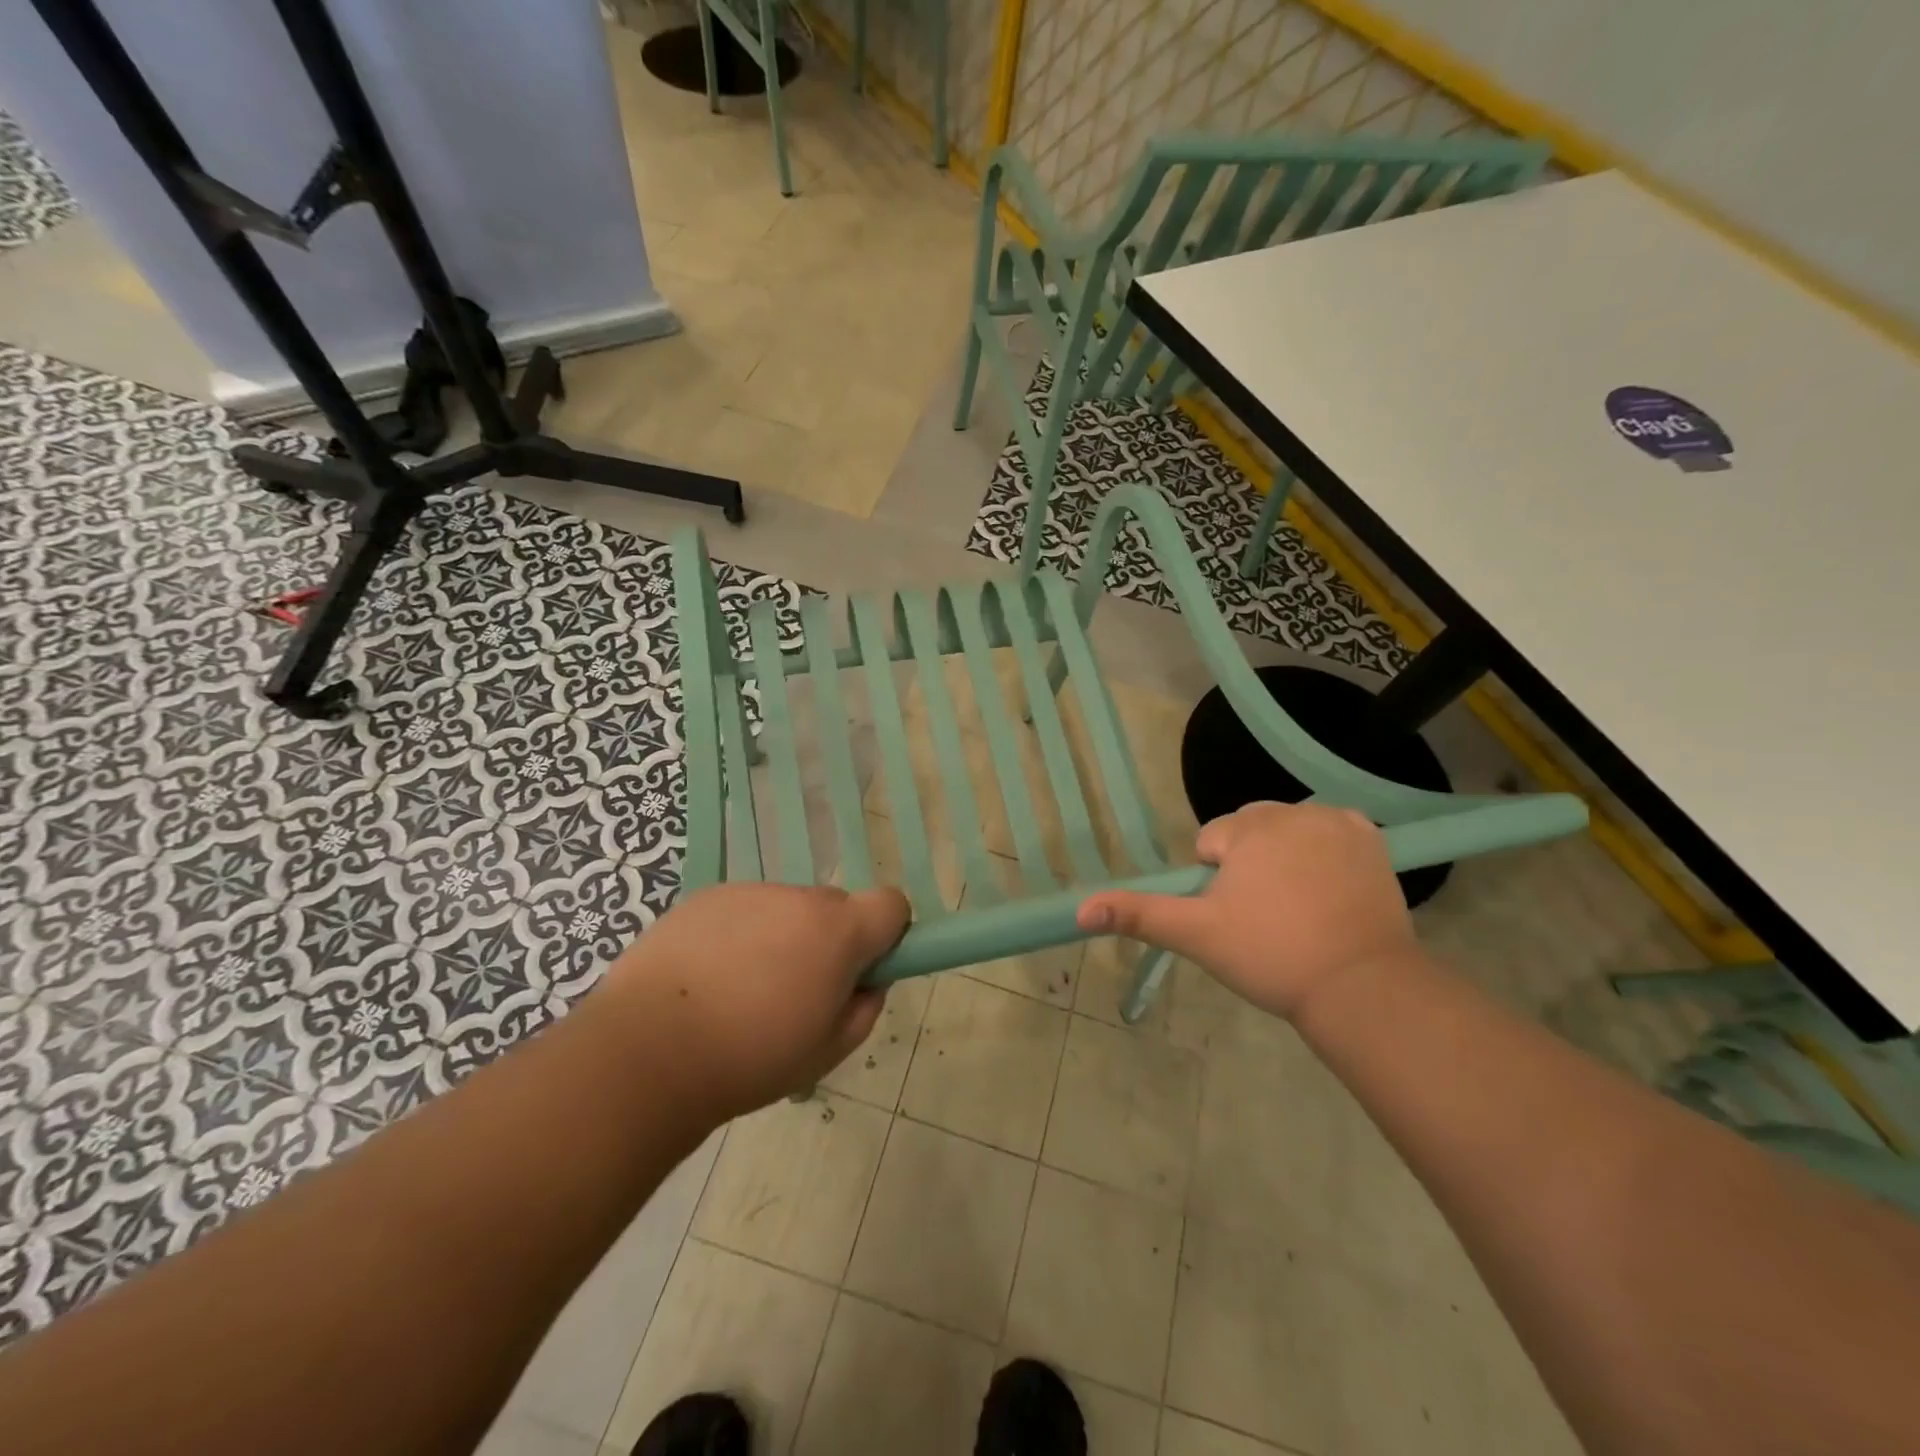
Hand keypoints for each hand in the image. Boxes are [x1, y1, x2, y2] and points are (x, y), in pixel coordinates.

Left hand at [599, 882, 909, 1119]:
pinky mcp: (704, 897)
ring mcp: (748, 892)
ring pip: (785, 909)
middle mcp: (798, 898)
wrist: (648, 1052)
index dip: (886, 935)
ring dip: (779, 937)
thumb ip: (864, 1009)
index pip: (891, 904)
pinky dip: (737, 936)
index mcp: (838, 931)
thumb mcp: (828, 1052)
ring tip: (739, 991)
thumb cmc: (751, 1058)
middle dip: (827, 941)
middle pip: (834, 908)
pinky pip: (742, 911)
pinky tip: (705, 980)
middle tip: (794, 992)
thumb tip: (866, 983)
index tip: (861, 971)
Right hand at [1076, 801, 1417, 1020]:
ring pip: (1289, 831)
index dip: (1216, 881)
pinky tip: (1331, 892)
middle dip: (1250, 863)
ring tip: (1300, 909)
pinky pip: (1331, 834)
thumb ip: (1137, 914)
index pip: (1212, 841)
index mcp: (1248, 828)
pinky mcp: (1372, 840)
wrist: (1360, 987)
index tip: (1238, 917)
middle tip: (1266, 916)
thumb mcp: (1196, 935)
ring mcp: (1337, 823)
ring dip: (1286, 857)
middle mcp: (1293, 812)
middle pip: (1251, 830)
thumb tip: (1081, 909)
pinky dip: (1326, 855)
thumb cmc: (1270, 955)